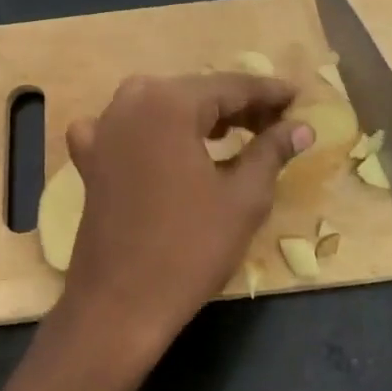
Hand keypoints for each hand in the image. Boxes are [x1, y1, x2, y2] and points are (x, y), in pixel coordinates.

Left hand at [55, 73, 312, 364]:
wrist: (120, 304)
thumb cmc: (190, 248)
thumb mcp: (244, 197)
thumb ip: (272, 151)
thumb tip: (302, 128)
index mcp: (168, 103)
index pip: (230, 86)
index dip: (268, 93)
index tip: (298, 98)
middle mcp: (129, 102)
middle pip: (195, 93)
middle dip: (236, 106)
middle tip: (275, 123)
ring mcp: (102, 130)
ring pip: (162, 109)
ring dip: (198, 119)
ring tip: (235, 134)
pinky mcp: (89, 160)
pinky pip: (127, 132)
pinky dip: (154, 135)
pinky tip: (167, 149)